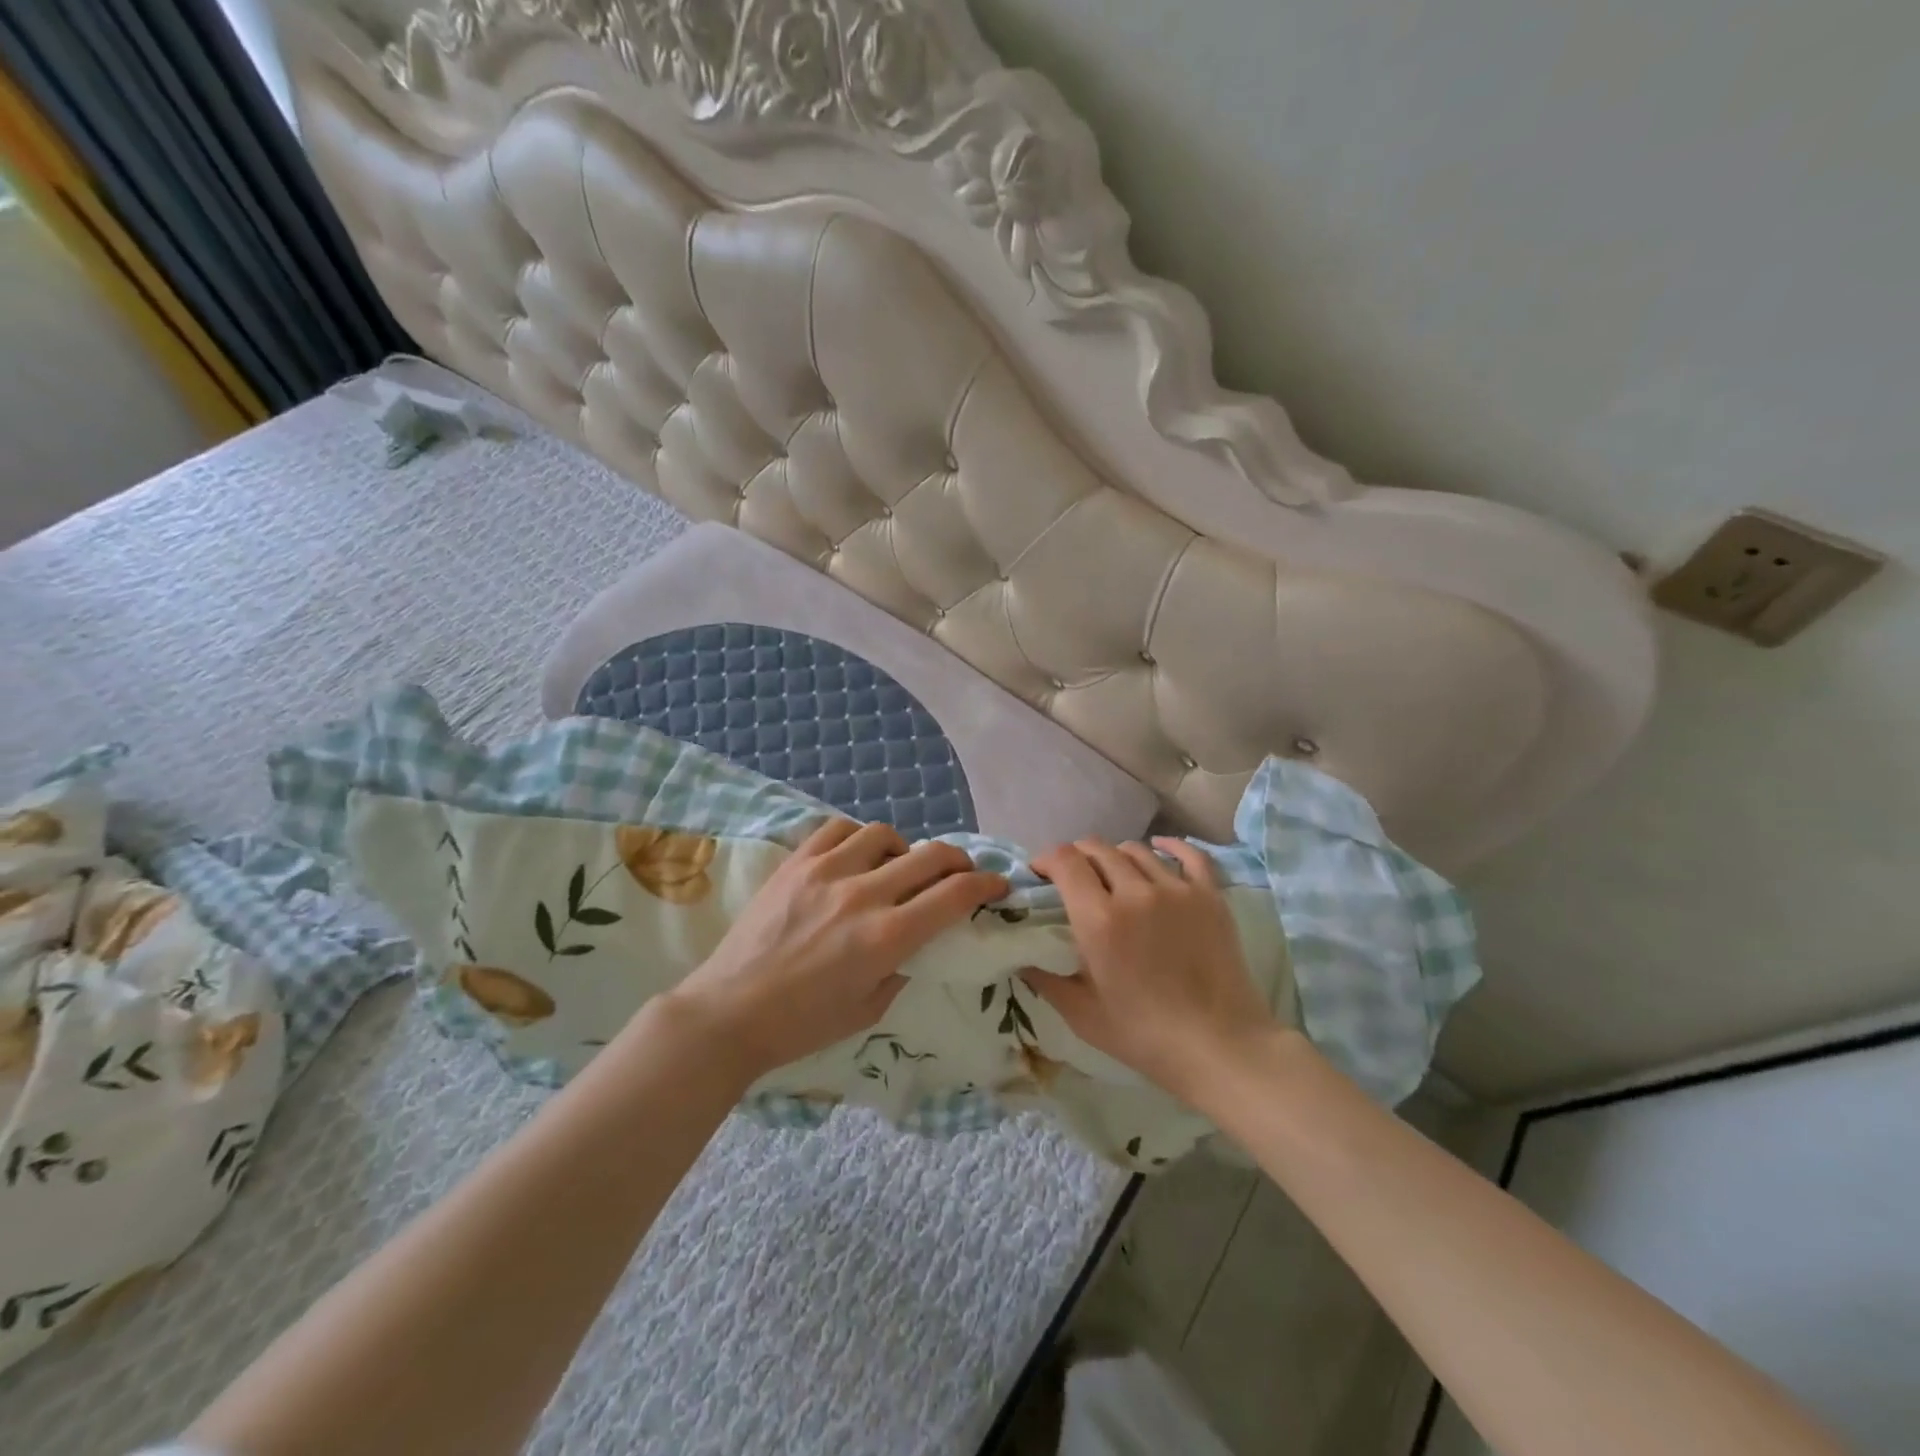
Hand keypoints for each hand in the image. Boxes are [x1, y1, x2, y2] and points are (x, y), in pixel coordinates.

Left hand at [663, 819, 1008, 1080]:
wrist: (730, 1012)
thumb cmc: (803, 1024)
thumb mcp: (870, 1010)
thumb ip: (903, 968)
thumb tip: (917, 938)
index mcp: (887, 937)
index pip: (955, 894)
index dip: (986, 884)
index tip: (997, 884)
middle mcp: (863, 895)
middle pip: (930, 855)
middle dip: (958, 860)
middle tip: (959, 871)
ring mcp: (827, 872)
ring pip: (884, 833)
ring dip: (903, 848)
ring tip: (896, 865)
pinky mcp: (796, 863)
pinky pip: (837, 829)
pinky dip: (857, 837)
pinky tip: (855, 855)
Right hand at [1023, 837, 1275, 1103]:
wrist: (1220, 1047)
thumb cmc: (1144, 1035)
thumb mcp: (1081, 1013)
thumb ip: (1045, 979)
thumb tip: (1020, 957)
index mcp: (1098, 919)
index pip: (1065, 861)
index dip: (1046, 859)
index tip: (1040, 874)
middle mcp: (1134, 892)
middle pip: (1097, 849)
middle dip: (1077, 857)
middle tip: (1073, 877)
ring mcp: (1176, 889)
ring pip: (1136, 850)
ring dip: (1115, 856)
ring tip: (1113, 874)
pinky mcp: (1209, 895)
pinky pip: (1189, 854)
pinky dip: (1169, 845)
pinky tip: (1159, 847)